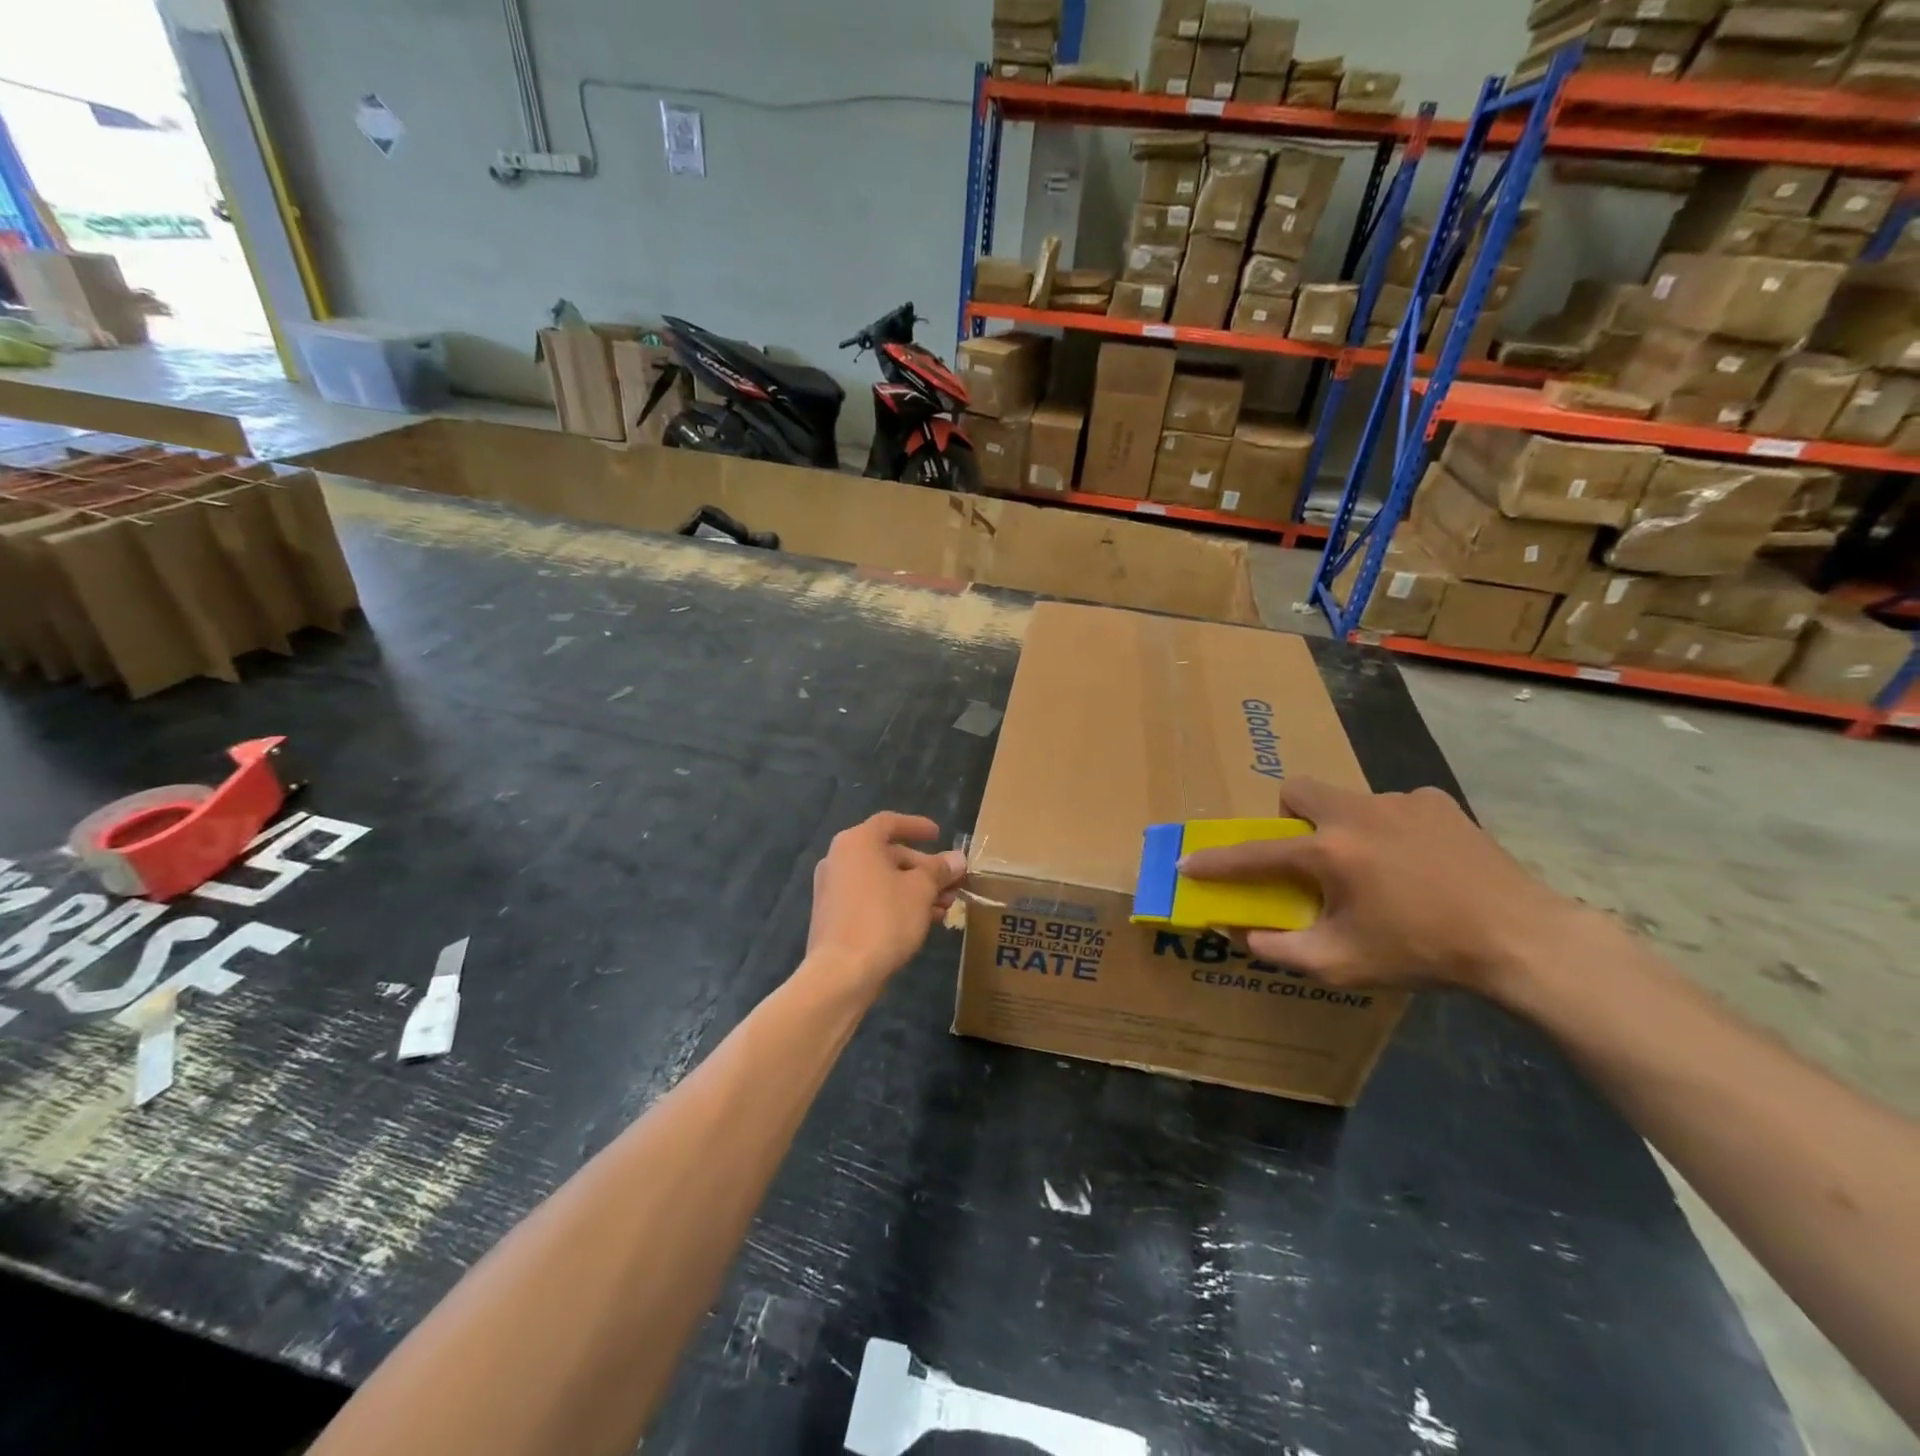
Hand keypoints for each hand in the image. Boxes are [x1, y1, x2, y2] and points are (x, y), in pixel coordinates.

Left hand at [805, 813, 966, 992]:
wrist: (841, 973)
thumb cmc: (884, 919)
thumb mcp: (921, 891)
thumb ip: (939, 870)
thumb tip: (957, 859)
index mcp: (857, 842)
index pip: (890, 822)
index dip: (917, 826)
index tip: (938, 835)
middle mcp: (839, 859)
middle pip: (888, 854)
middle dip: (923, 868)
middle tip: (951, 883)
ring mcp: (832, 889)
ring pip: (881, 880)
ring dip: (914, 889)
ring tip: (944, 907)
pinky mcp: (833, 916)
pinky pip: (870, 899)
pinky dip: (895, 903)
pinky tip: (922, 921)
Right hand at [1177, 777, 1585, 997]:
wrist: (1521, 939)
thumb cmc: (1422, 952)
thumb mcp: (1342, 964)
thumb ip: (1282, 948)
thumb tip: (1242, 934)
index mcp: (1329, 852)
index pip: (1255, 853)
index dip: (1216, 861)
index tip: (1188, 863)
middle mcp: (1357, 813)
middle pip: (1297, 790)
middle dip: (1289, 818)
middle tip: (1309, 856)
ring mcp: (1401, 801)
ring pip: (1348, 801)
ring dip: (1344, 828)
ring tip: (1376, 869)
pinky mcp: (1438, 802)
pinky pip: (1394, 806)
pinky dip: (1391, 829)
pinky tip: (1418, 862)